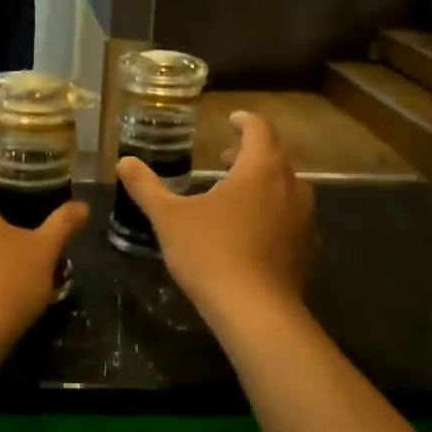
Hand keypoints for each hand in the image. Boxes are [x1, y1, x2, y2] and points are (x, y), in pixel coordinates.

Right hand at [116, 110, 313, 318]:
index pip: (259, 130)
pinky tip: (253, 230)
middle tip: (226, 158)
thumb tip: (124, 161)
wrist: (255, 311)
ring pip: (287, 188)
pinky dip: (273, 212)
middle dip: (251, 153)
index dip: (244, 122)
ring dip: (264, 182)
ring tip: (237, 194)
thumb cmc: (210, 253)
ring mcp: (304, 219)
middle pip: (275, 157)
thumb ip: (146, 187)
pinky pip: (291, 217)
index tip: (232, 120)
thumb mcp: (169, 217)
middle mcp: (290, 187)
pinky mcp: (307, 249)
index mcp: (260, 169)